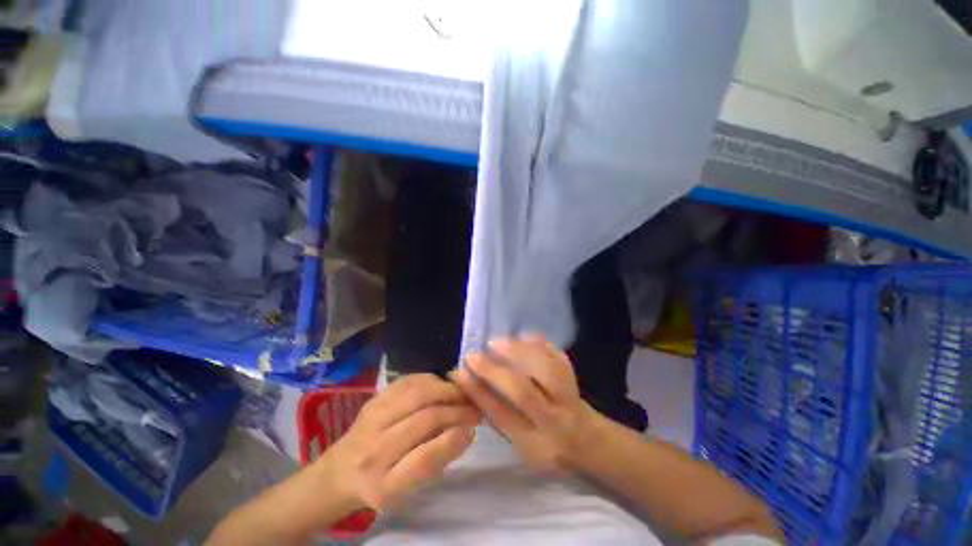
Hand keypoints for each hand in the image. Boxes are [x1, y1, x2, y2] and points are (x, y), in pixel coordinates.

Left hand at [323, 373, 479, 510]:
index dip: (453, 441)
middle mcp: (373, 450)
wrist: (339, 472)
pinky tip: (442, 385)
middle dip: (456, 410)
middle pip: (424, 419)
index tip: (472, 430)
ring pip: (418, 394)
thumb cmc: (379, 485)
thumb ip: (435, 461)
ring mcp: (371, 419)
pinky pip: (408, 381)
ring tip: (462, 394)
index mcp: (382, 485)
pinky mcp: (374, 399)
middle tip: (474, 408)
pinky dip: (431, 380)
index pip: (423, 460)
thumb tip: (466, 431)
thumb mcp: (407, 489)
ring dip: (447, 390)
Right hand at [451, 334, 600, 472]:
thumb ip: (498, 414)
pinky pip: (558, 357)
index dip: (478, 393)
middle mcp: (553, 421)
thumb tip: (470, 382)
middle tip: (473, 355)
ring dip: (517, 351)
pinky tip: (524, 337)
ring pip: (544, 369)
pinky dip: (540, 344)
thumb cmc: (545, 445)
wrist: (586, 440)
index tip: (460, 373)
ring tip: (496, 342)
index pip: (502, 415)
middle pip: (523, 392)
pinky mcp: (576, 380)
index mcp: (535, 443)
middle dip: (494, 371)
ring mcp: (569, 398)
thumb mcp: (519, 442)